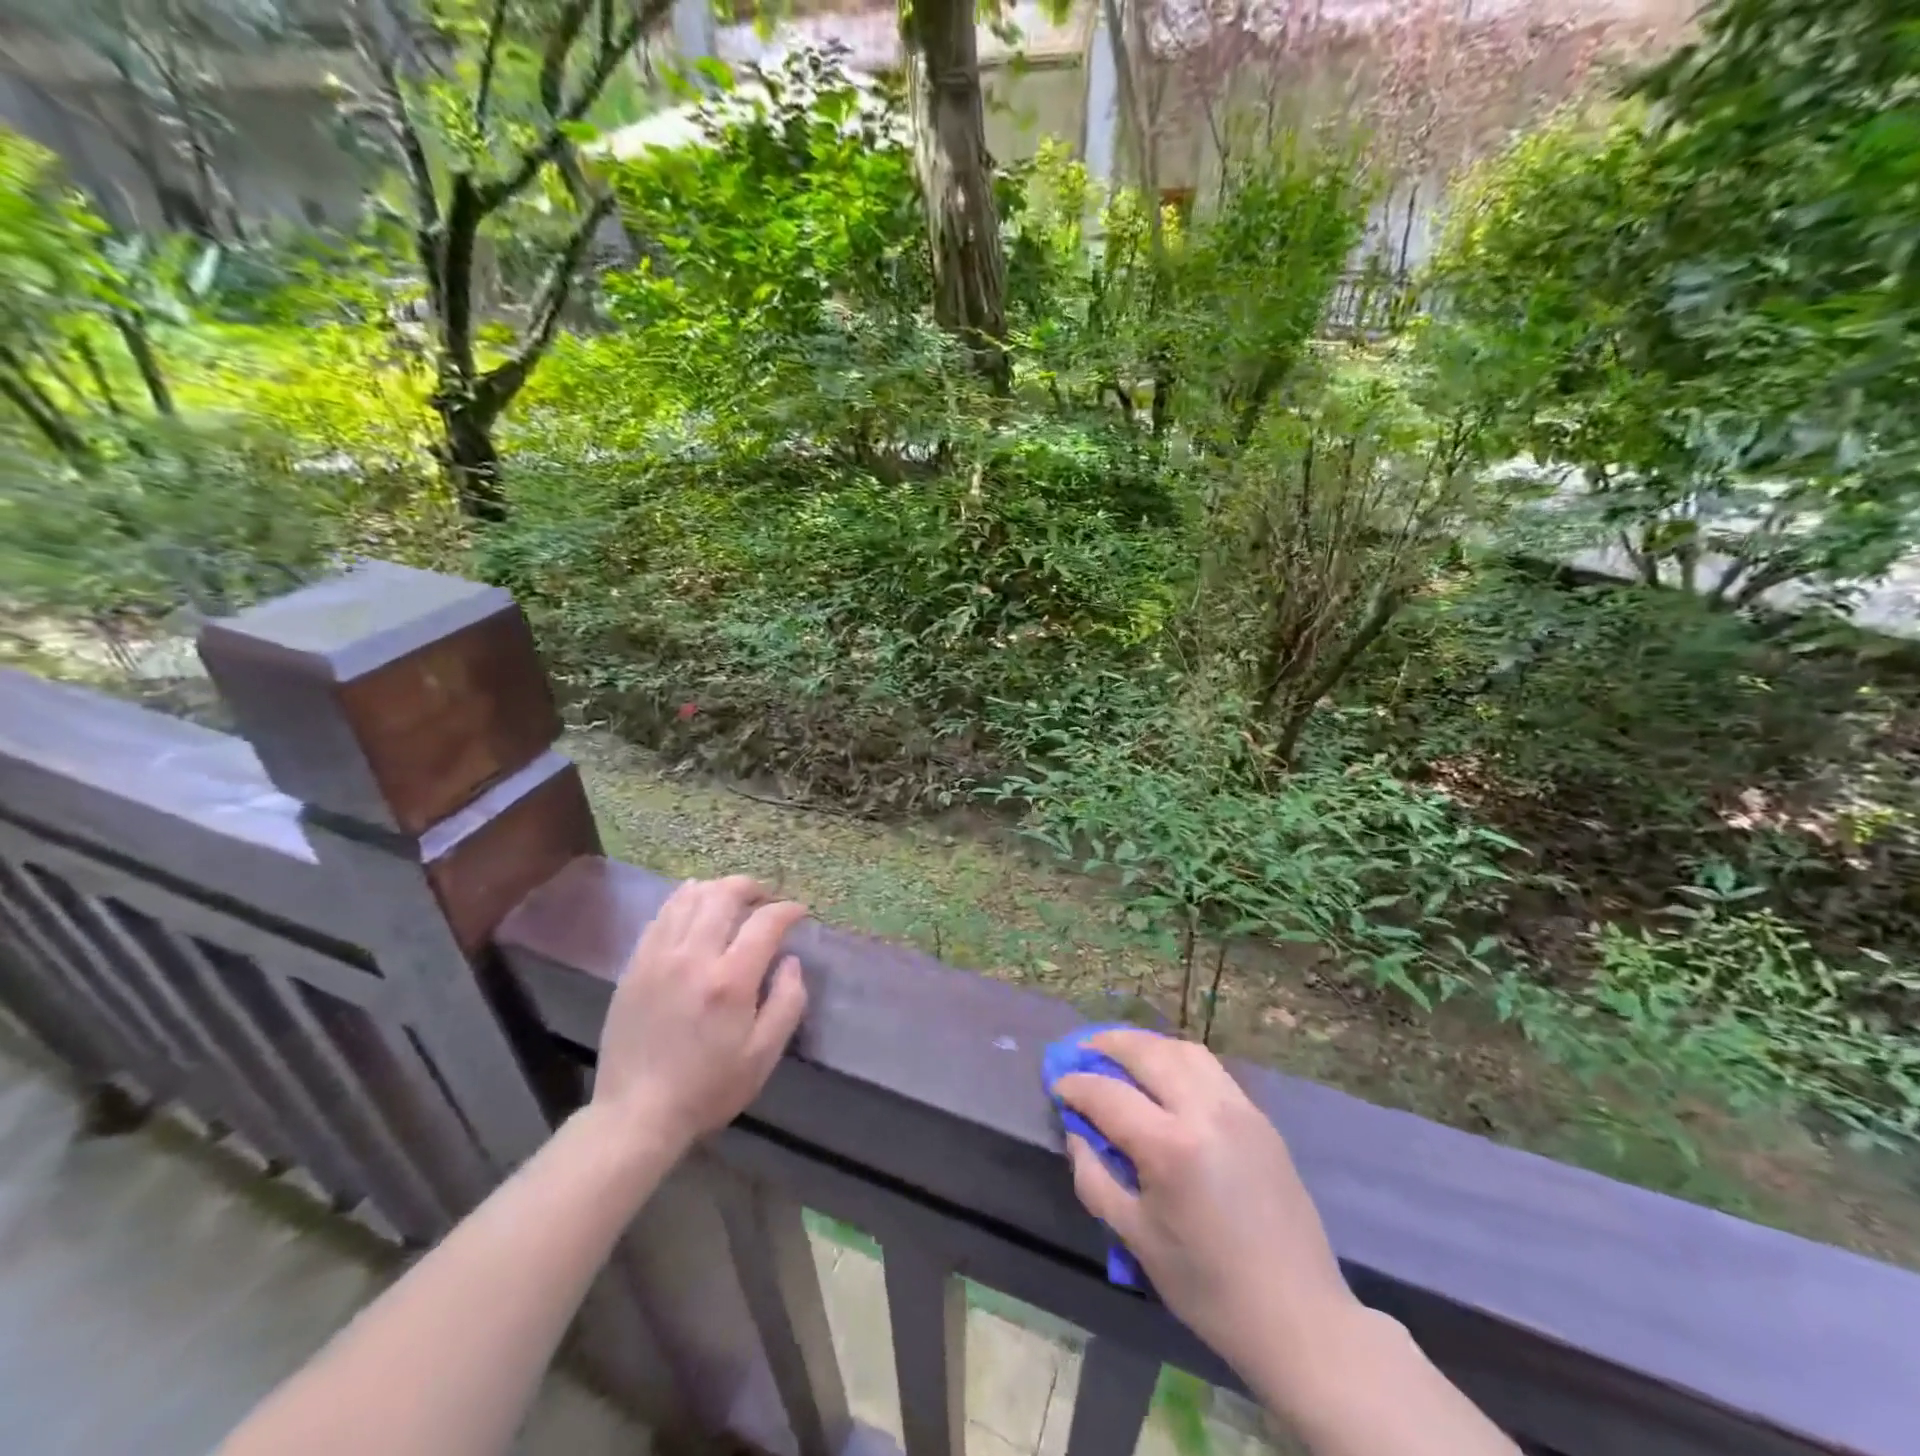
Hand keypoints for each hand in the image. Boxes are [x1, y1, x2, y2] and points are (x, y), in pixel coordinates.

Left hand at [590, 877, 808, 1151]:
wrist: (636, 1114)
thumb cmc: (708, 1088)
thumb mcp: (763, 1055)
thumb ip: (788, 1002)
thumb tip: (790, 961)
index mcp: (730, 980)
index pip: (765, 922)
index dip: (788, 910)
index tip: (799, 912)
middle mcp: (693, 957)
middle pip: (724, 895)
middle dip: (751, 887)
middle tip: (766, 897)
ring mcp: (658, 957)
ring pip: (689, 898)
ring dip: (717, 889)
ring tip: (732, 899)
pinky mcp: (635, 965)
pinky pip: (662, 915)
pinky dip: (684, 901)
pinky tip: (695, 908)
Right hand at [1057, 1031, 1357, 1386]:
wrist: (1298, 1317)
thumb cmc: (1208, 1287)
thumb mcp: (1136, 1239)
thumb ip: (1095, 1178)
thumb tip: (1076, 1133)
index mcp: (1170, 1148)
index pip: (1108, 1095)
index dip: (1076, 1085)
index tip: (1057, 1085)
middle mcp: (1205, 1112)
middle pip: (1147, 1052)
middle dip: (1107, 1044)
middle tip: (1081, 1050)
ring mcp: (1238, 1109)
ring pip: (1182, 1049)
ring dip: (1146, 1044)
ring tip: (1121, 1053)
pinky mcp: (1259, 1117)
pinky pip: (1210, 1068)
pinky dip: (1178, 1058)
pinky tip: (1164, 1076)